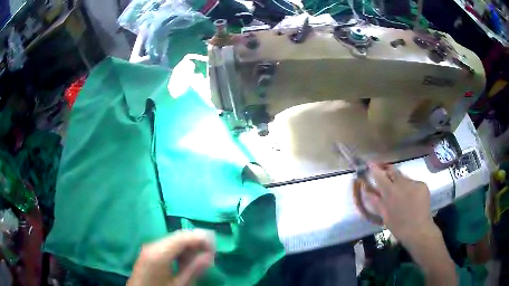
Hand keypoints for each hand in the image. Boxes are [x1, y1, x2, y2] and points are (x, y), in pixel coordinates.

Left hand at [127, 230, 214, 285]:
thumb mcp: (180, 285)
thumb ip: (194, 269)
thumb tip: (210, 255)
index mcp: (159, 252)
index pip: (183, 236)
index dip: (201, 238)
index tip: (215, 248)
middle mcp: (152, 245)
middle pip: (178, 236)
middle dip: (195, 242)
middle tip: (210, 255)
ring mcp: (149, 248)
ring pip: (173, 241)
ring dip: (188, 247)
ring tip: (200, 260)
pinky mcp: (148, 253)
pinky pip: (167, 246)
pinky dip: (179, 251)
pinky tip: (186, 261)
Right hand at [365, 163, 456, 284]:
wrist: (419, 230)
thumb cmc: (399, 226)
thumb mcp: (385, 216)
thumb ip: (376, 202)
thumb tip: (367, 191)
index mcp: (390, 191)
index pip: (380, 175)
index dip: (374, 168)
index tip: (369, 164)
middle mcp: (402, 183)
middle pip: (393, 171)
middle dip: (388, 172)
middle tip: (386, 178)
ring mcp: (414, 182)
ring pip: (404, 177)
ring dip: (399, 182)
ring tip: (401, 194)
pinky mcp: (423, 185)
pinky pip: (413, 182)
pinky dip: (410, 187)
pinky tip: (411, 198)